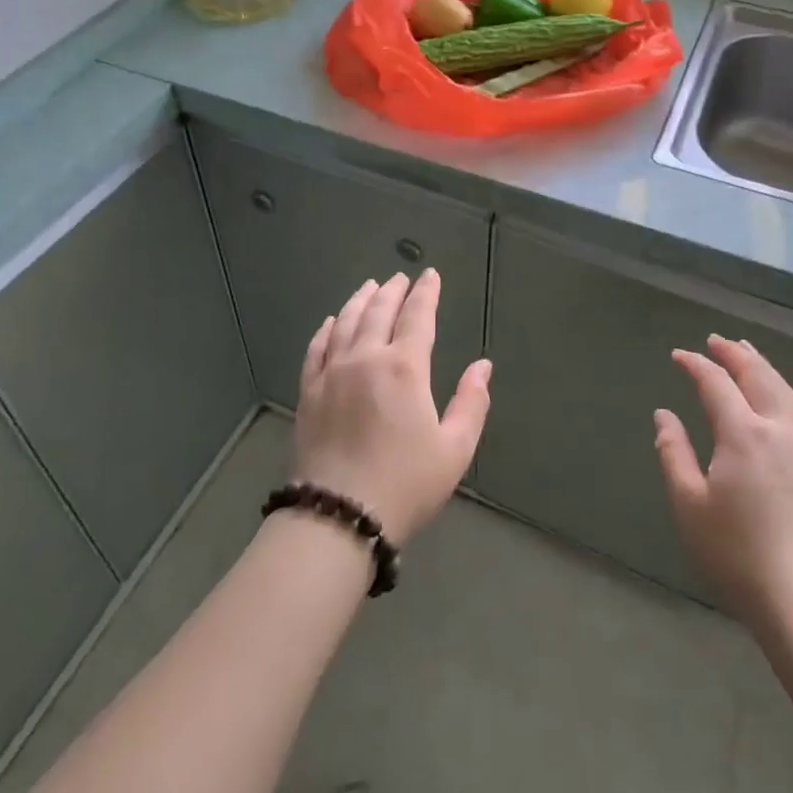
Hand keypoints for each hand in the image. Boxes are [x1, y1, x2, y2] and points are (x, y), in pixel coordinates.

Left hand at [294, 270, 492, 544]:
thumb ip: (471, 403)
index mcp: (404, 368)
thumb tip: (483, 366)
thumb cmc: (405, 485)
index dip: (426, 293)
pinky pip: (317, 348)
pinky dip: (327, 329)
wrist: (338, 517)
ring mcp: (332, 373)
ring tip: (370, 287)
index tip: (430, 275)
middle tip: (401, 277)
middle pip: (379, 311)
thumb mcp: (454, 450)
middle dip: (393, 291)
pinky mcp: (309, 392)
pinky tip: (331, 321)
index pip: (418, 317)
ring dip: (360, 300)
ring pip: (346, 322)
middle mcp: (366, 358)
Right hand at [655, 335, 792, 628]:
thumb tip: (664, 415)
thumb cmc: (735, 553)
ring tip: (746, 353)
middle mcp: (777, 432)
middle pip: (758, 377)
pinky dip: (777, 390)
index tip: (678, 355)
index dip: (696, 365)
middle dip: (736, 354)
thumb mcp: (689, 504)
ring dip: (761, 367)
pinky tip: (770, 399)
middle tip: (716, 340)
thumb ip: (674, 453)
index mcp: (743, 435)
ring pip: (783, 392)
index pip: (717, 384)